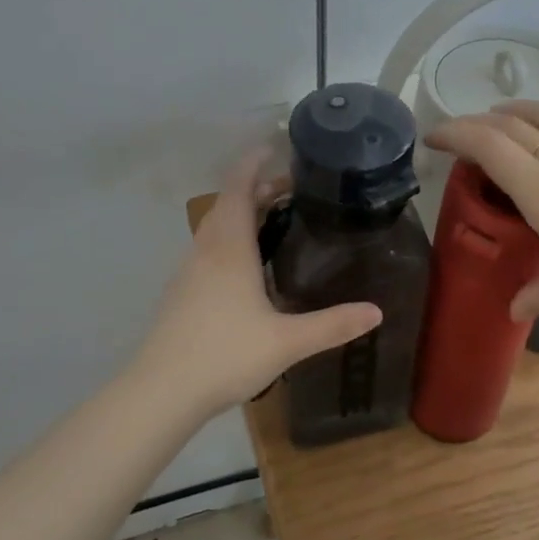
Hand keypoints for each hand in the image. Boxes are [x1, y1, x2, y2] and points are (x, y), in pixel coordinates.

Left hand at [135, 152, 381, 417]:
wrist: (161, 392)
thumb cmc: (224, 355)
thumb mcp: (287, 341)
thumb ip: (333, 325)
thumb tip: (377, 312)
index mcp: (229, 249)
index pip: (238, 188)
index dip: (254, 164)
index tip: (276, 147)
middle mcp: (206, 251)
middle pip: (228, 204)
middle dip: (257, 189)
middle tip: (294, 189)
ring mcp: (189, 272)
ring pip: (216, 227)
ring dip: (242, 213)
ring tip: (276, 219)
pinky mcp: (182, 293)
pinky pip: (209, 249)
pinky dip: (231, 239)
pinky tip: (250, 266)